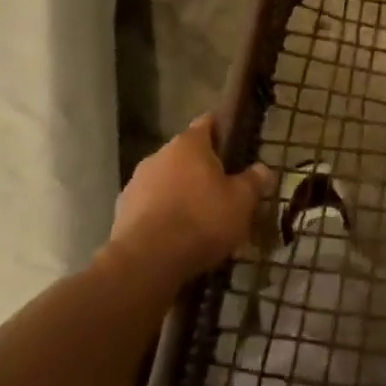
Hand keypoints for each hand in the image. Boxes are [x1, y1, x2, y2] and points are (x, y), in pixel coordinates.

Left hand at [109, 114, 275, 288]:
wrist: (146, 262)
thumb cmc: (201, 221)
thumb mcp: (241, 202)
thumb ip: (254, 181)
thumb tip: (263, 170)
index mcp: (189, 144)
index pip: (209, 122)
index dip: (224, 131)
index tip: (237, 146)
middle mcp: (159, 155)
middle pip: (187, 154)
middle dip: (203, 169)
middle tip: (224, 191)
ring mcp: (136, 182)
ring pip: (167, 180)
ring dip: (181, 192)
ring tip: (200, 220)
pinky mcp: (122, 211)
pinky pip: (150, 206)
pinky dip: (163, 214)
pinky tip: (176, 237)